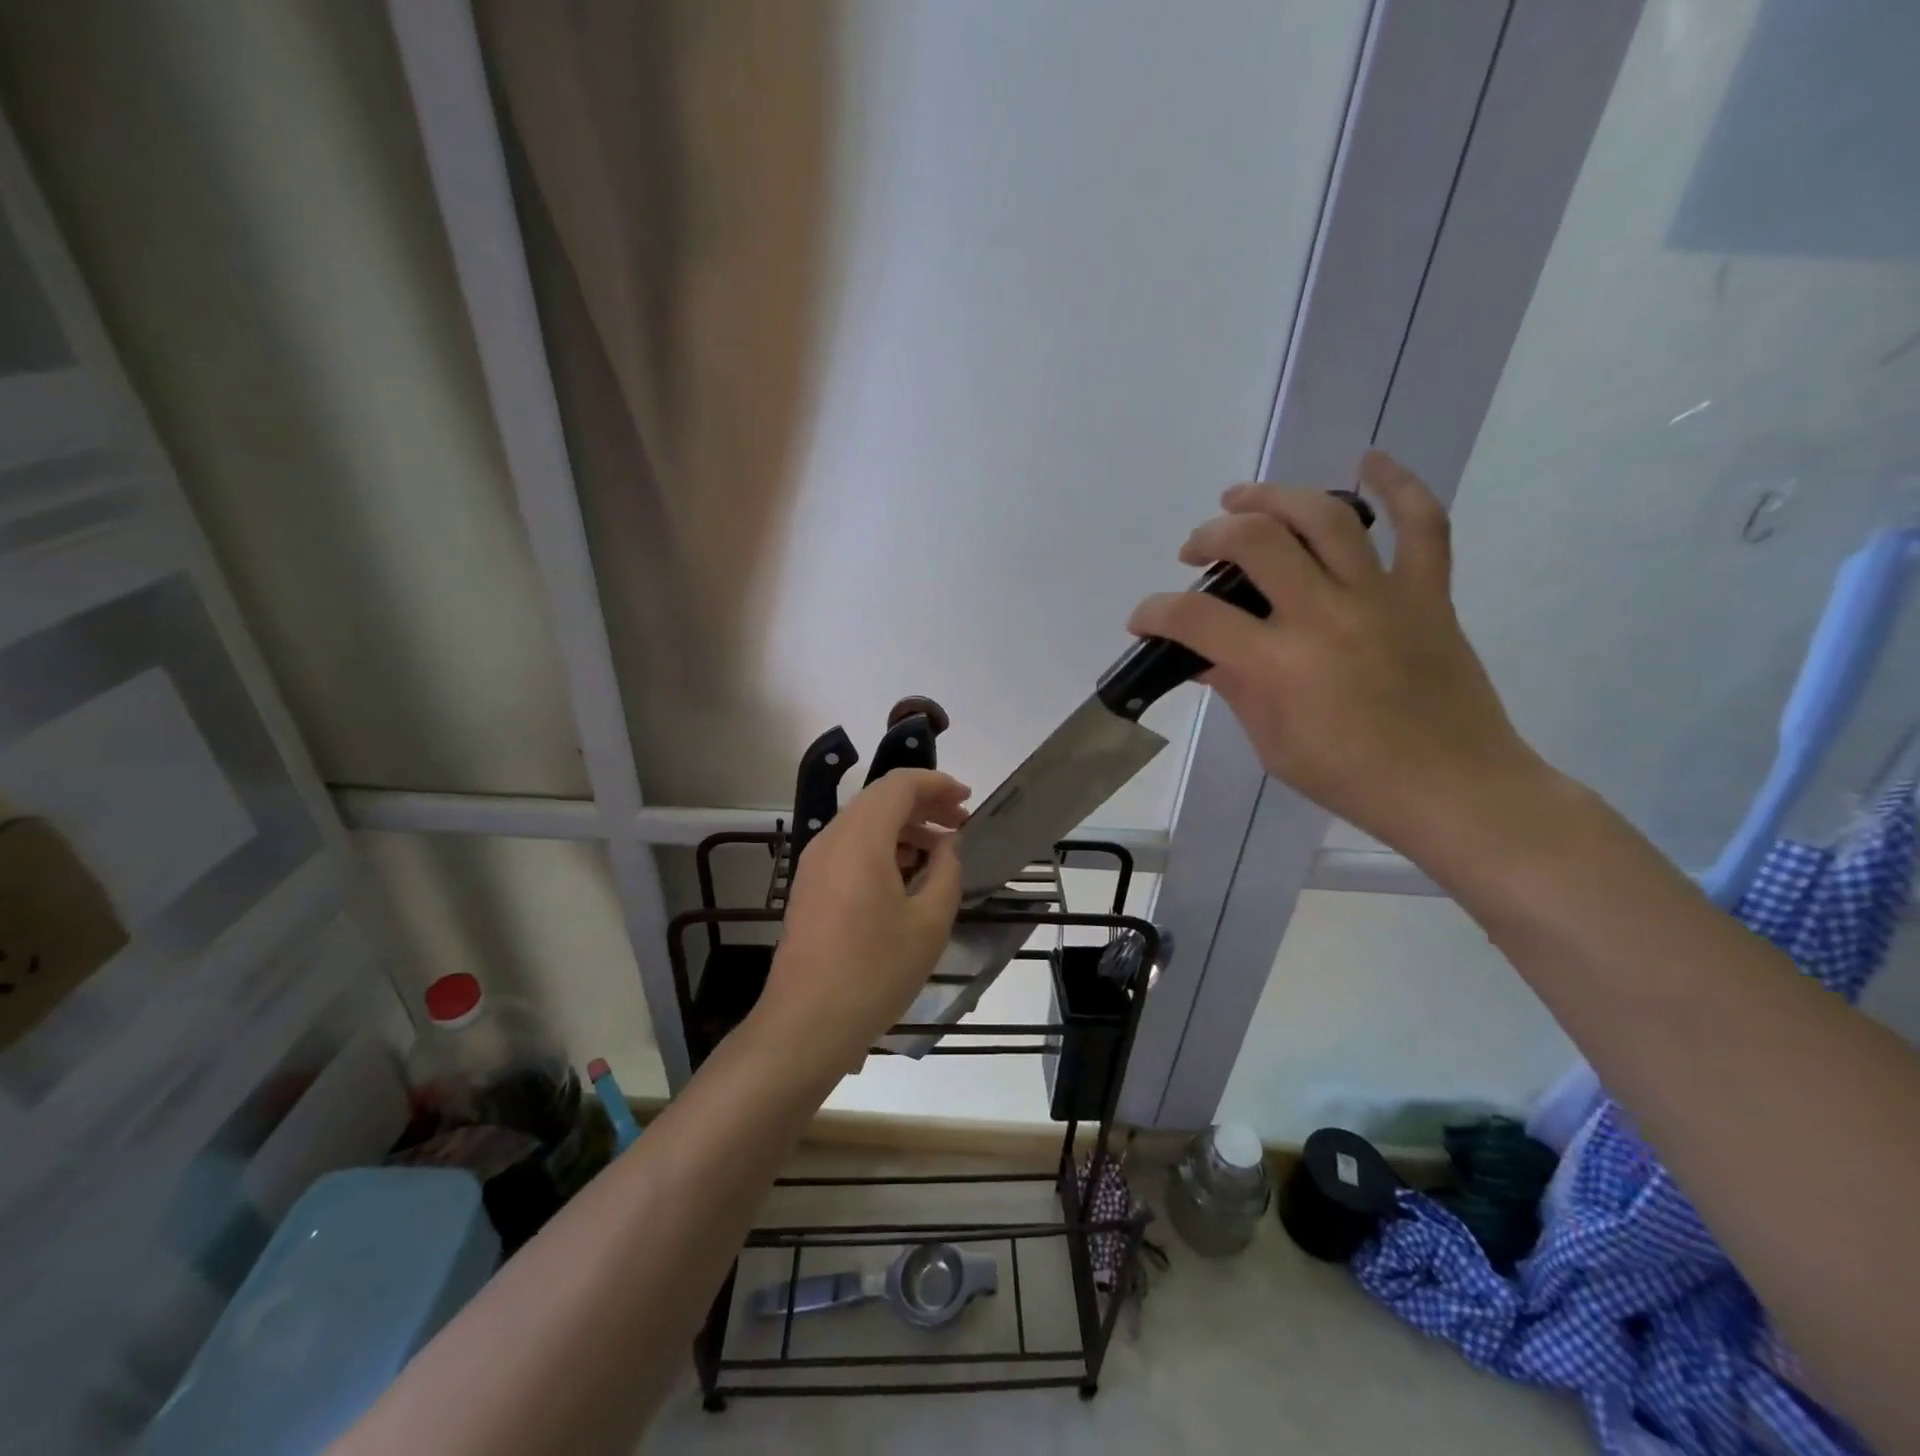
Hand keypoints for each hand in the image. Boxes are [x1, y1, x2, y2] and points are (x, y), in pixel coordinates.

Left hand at [757, 769, 968, 1073]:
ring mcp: (815, 863)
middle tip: (959, 825)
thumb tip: (949, 845)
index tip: (967, 801)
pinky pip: (849, 847)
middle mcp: (831, 839)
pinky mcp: (810, 886)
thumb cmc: (875, 972)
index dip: (937, 784)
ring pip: (863, 823)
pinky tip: (906, 875)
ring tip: (939, 851)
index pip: (899, 785)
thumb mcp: (929, 923)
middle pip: (879, 800)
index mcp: (860, 839)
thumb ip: (946, 872)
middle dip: (923, 804)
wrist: (806, 1023)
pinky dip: (882, 847)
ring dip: (903, 827)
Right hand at [1127, 451, 1544, 857]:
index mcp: (1279, 664)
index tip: (1143, 618)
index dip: (1155, 611)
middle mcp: (1325, 615)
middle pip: (1255, 542)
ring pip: (1325, 518)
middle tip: (1195, 550)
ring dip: (1274, 497)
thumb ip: (1237, 689)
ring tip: (1242, 498)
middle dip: (1210, 536)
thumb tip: (1206, 658)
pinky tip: (1369, 459)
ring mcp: (1382, 597)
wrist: (1452, 788)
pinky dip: (1399, 485)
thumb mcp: (1272, 744)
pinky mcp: (1428, 594)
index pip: (1195, 618)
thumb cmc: (1350, 778)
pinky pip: (1422, 525)